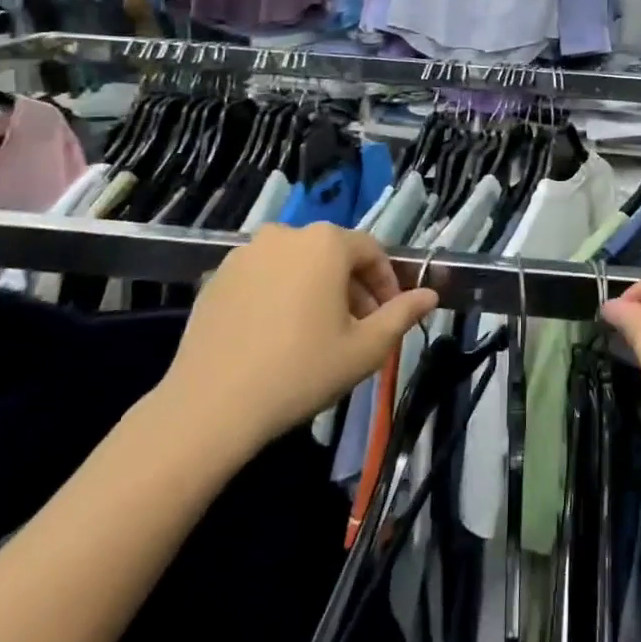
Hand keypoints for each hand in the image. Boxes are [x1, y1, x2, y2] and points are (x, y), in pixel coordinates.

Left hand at [148, 224, 436, 467]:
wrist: (210, 407)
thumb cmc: (301, 371)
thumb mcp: (365, 348)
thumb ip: (402, 315)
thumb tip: (430, 295)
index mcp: (326, 242)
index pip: (371, 252)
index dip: (387, 283)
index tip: (390, 316)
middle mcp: (286, 234)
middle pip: (333, 255)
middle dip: (352, 287)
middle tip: (357, 329)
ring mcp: (246, 253)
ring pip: (297, 265)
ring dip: (316, 290)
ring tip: (317, 333)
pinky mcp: (217, 277)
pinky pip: (264, 277)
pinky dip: (280, 295)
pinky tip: (277, 336)